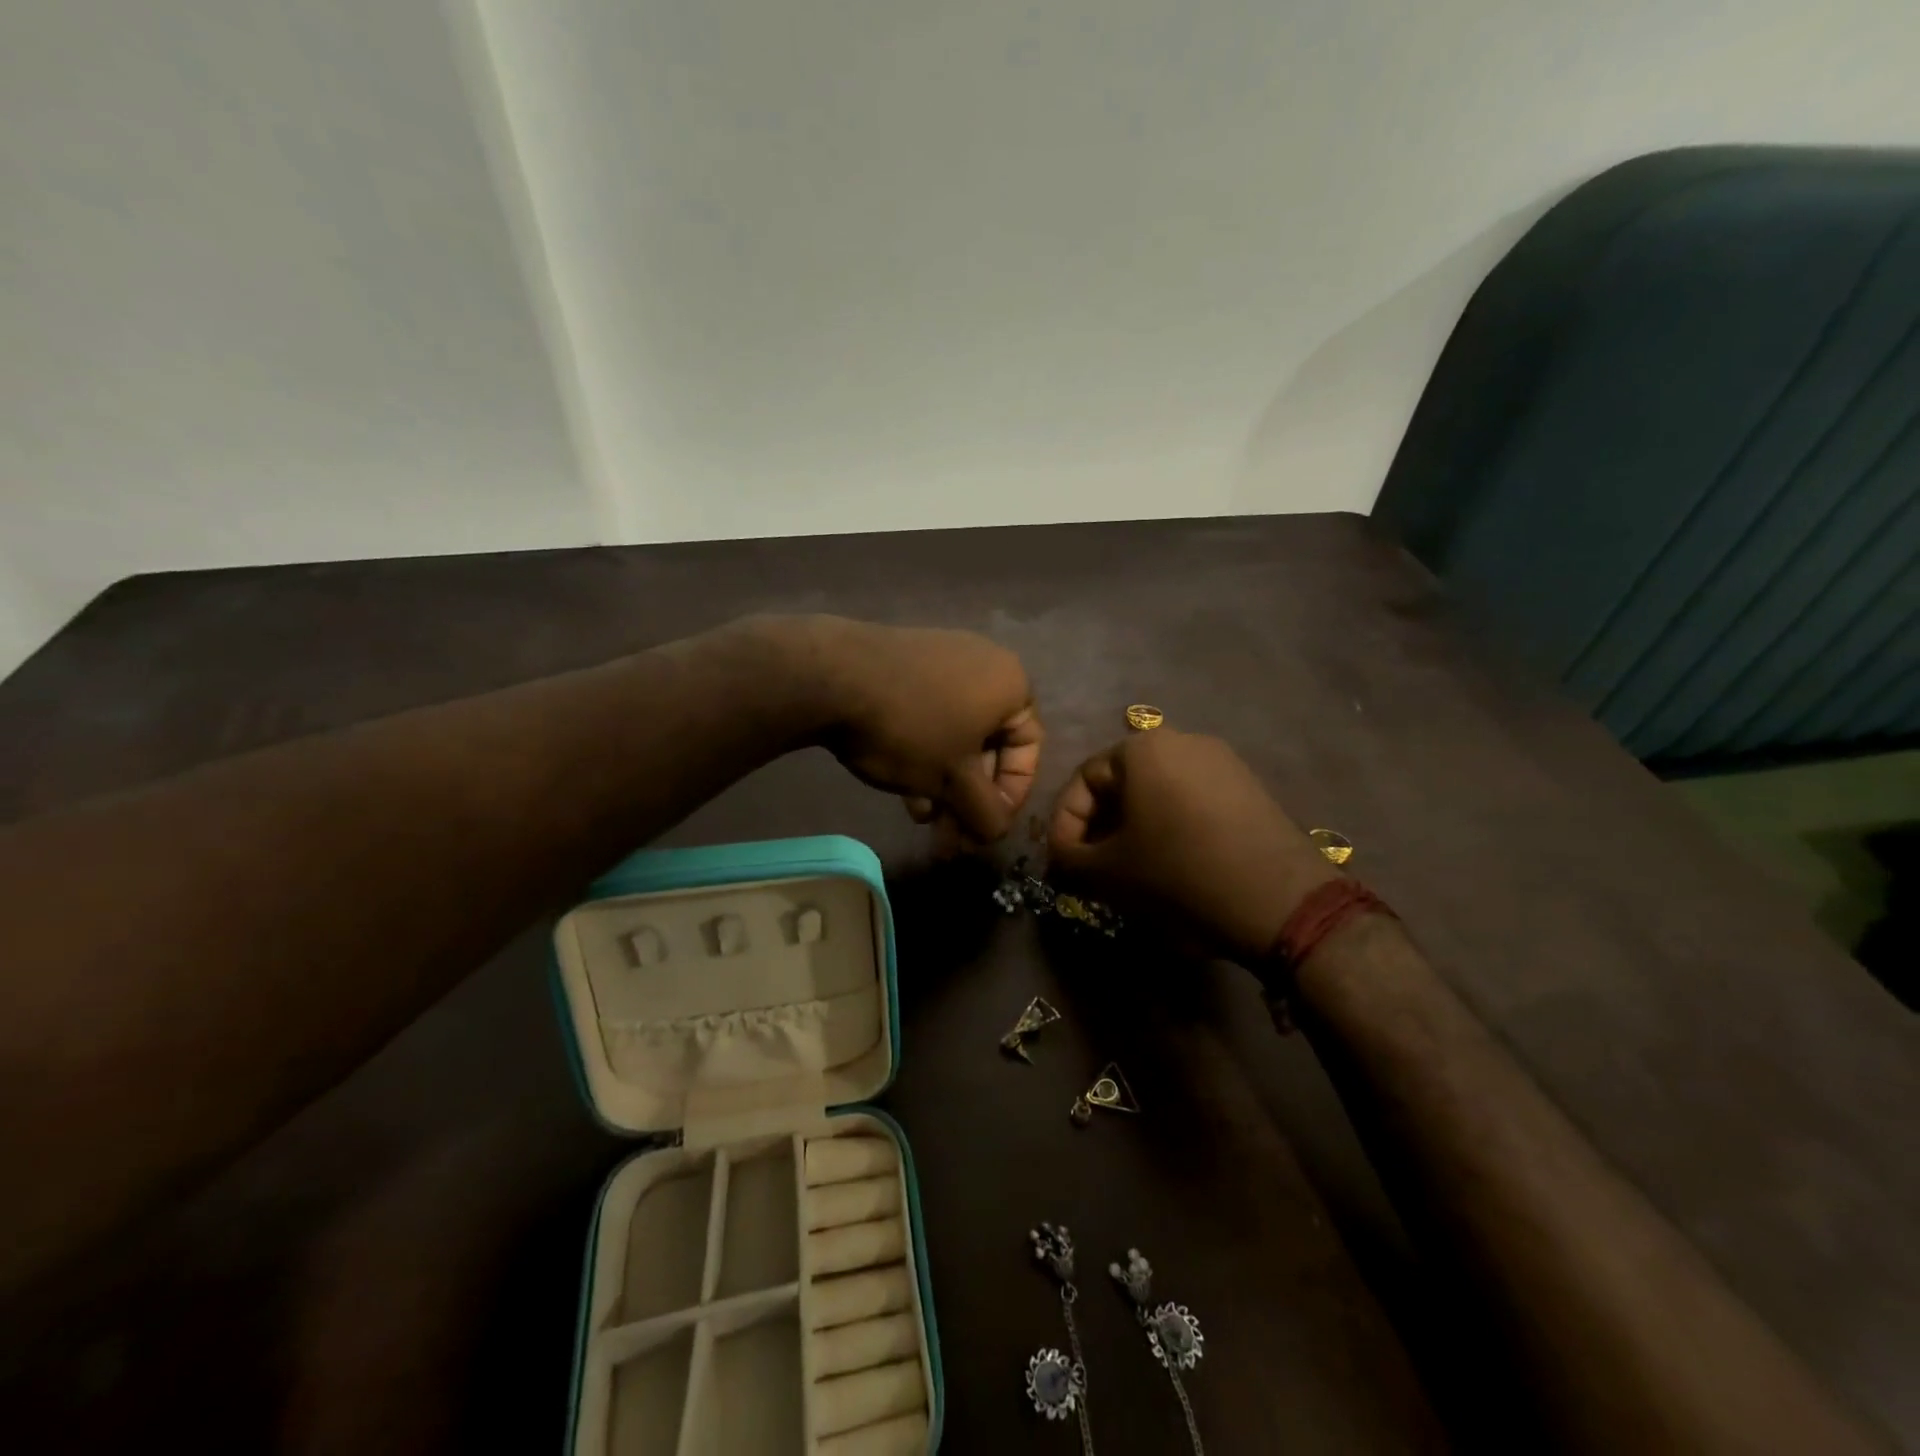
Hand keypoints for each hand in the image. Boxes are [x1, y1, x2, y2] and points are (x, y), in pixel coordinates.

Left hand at [808, 617, 1040, 841]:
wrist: (831, 677)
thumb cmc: (910, 729)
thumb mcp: (953, 780)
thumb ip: (986, 812)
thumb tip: (996, 832)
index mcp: (1010, 683)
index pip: (1029, 748)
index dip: (1011, 795)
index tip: (986, 826)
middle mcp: (984, 663)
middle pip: (988, 744)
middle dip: (970, 796)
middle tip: (952, 837)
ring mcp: (942, 659)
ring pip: (955, 735)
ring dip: (944, 783)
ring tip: (922, 820)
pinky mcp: (906, 663)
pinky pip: (929, 716)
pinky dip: (924, 754)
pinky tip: (904, 789)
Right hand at [1047, 730, 1336, 961]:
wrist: (1279, 901)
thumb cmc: (1178, 875)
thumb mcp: (1108, 872)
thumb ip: (1069, 858)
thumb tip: (1061, 855)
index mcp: (1142, 748)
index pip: (1084, 780)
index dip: (1064, 824)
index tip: (1062, 861)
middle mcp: (1182, 740)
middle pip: (1122, 782)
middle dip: (1100, 826)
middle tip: (1091, 866)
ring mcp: (1222, 761)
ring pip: (1157, 792)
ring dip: (1133, 827)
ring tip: (1129, 868)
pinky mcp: (1248, 786)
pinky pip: (1191, 799)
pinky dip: (1170, 825)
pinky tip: (1171, 862)